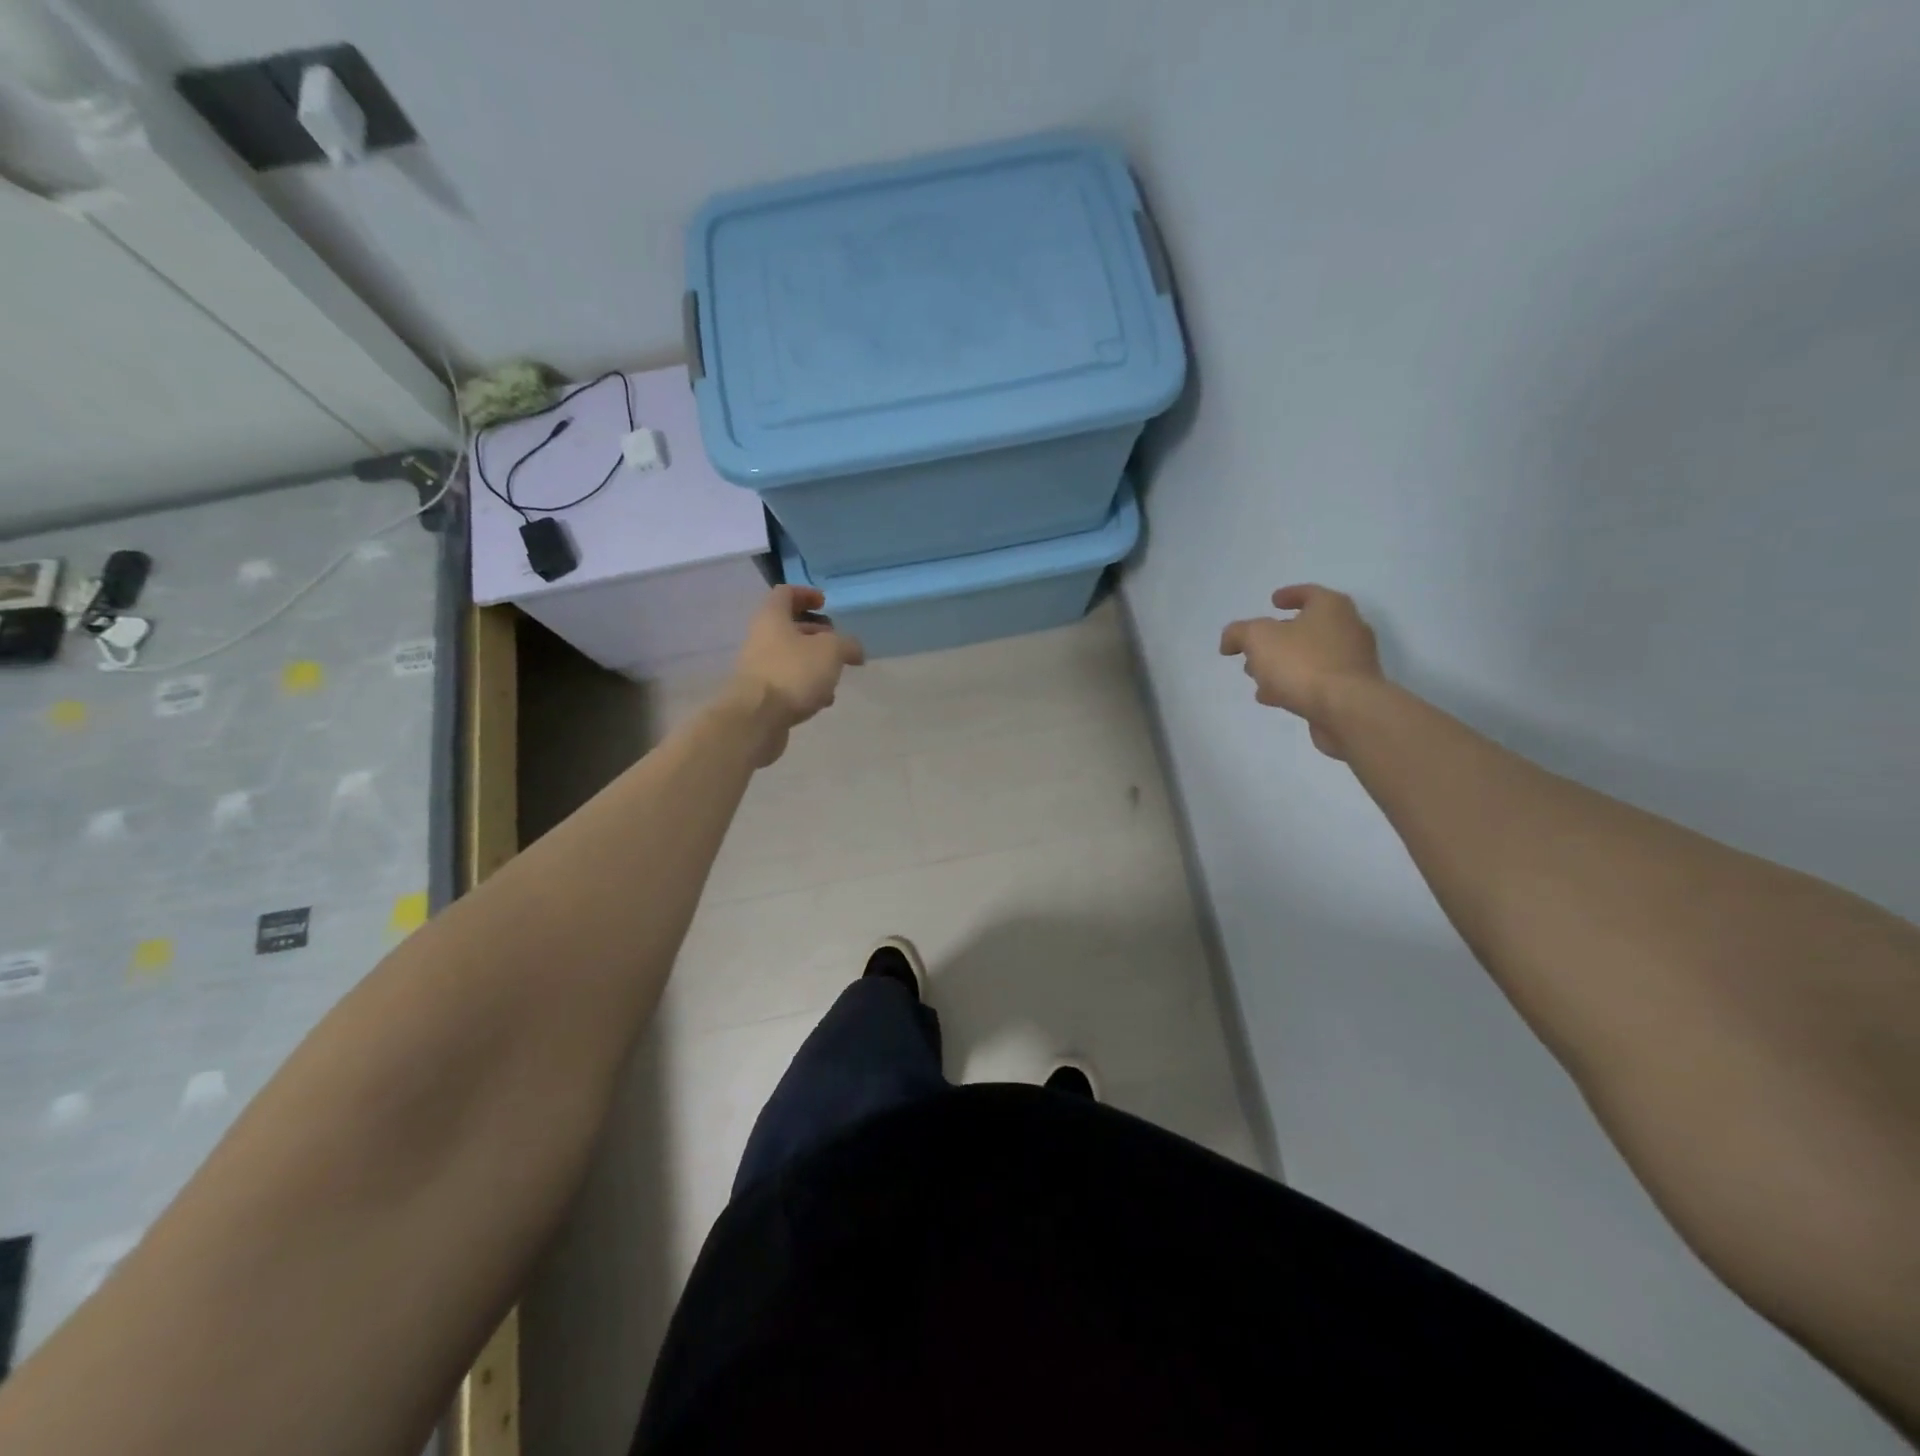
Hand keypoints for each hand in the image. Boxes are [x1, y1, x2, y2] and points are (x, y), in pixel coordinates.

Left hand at [726, 586, 865, 764]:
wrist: (756, 718)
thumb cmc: (793, 672)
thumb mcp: (830, 651)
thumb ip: (847, 644)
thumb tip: (855, 650)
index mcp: (772, 618)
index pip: (785, 593)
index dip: (806, 594)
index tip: (825, 603)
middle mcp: (761, 638)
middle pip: (789, 627)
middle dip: (816, 633)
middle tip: (837, 642)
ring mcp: (759, 668)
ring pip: (791, 657)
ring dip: (814, 662)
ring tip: (835, 675)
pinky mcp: (762, 695)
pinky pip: (788, 682)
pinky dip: (806, 686)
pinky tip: (822, 700)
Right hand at [1219, 585, 1381, 758]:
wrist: (1346, 709)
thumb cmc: (1303, 663)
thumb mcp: (1258, 638)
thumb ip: (1239, 633)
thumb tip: (1230, 641)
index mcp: (1331, 608)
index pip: (1309, 593)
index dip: (1288, 595)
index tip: (1272, 601)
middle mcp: (1348, 629)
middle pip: (1307, 628)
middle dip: (1278, 637)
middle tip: (1254, 648)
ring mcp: (1353, 662)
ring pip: (1310, 657)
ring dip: (1283, 664)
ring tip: (1258, 677)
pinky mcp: (1351, 691)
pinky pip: (1316, 681)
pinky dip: (1295, 684)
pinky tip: (1274, 697)